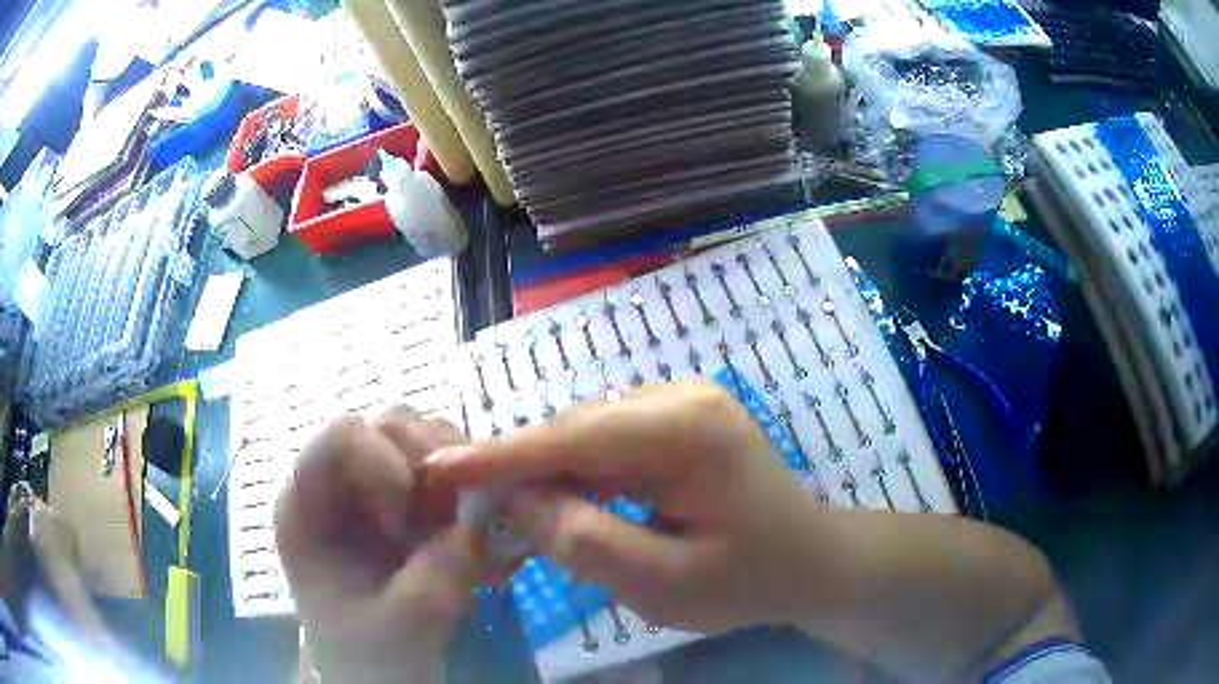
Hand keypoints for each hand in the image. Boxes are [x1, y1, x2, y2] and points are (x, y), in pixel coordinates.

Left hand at [275, 408, 489, 683]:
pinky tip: (469, 534)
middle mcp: (338, 486)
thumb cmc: (369, 655)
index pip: (343, 435)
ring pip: (422, 439)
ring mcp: (373, 493)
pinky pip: (445, 470)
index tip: (407, 525)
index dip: (383, 462)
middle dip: (428, 466)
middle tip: (441, 524)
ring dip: (453, 476)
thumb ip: (447, 565)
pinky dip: (468, 491)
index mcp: (308, 506)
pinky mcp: (405, 508)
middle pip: (387, 425)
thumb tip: (488, 510)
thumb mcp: (408, 620)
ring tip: (454, 530)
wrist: (375, 679)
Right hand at [425, 380, 821, 633]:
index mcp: (688, 431)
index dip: (499, 455)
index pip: (572, 438)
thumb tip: (518, 503)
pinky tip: (563, 506)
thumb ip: (588, 544)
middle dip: (519, 470)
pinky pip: (608, 440)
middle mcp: (681, 397)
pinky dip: (577, 474)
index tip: (438, 468)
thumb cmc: (749, 580)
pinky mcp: (679, 417)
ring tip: (512, 516)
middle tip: (474, 512)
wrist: (811, 560)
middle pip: (575, 429)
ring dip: (546, 474)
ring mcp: (682, 401)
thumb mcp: (667, 584)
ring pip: (586, 434)